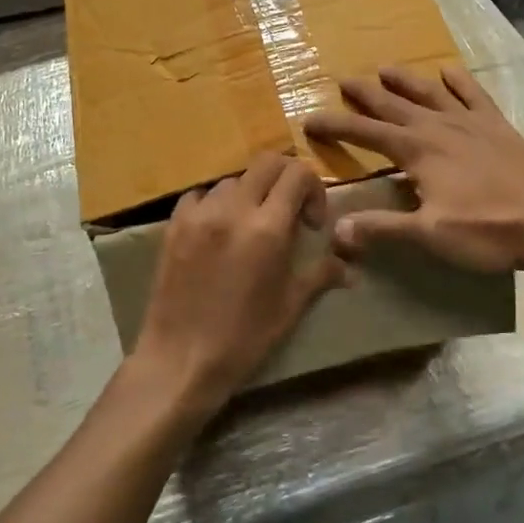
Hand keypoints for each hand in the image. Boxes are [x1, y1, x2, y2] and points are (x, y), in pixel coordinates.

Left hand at [126, 153, 344, 425]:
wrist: (181, 358)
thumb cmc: (244, 337)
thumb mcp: (290, 306)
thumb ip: (321, 274)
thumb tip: (350, 268)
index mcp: (267, 228)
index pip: (298, 174)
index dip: (314, 190)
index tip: (311, 223)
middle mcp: (232, 209)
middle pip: (267, 163)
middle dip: (286, 180)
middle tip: (289, 212)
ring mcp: (199, 214)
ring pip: (233, 179)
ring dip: (251, 193)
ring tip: (252, 225)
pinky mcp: (173, 224)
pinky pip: (200, 194)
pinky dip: (216, 202)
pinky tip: (219, 228)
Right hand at [303, 66, 523, 276]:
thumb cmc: (488, 231)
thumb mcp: (429, 235)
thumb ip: (381, 229)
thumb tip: (335, 231)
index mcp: (418, 151)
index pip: (365, 132)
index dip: (335, 125)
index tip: (309, 119)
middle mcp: (439, 127)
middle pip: (393, 105)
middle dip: (365, 94)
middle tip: (342, 80)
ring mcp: (471, 123)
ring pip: (429, 93)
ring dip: (405, 81)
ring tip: (385, 68)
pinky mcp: (498, 126)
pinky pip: (473, 95)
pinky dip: (459, 81)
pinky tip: (449, 70)